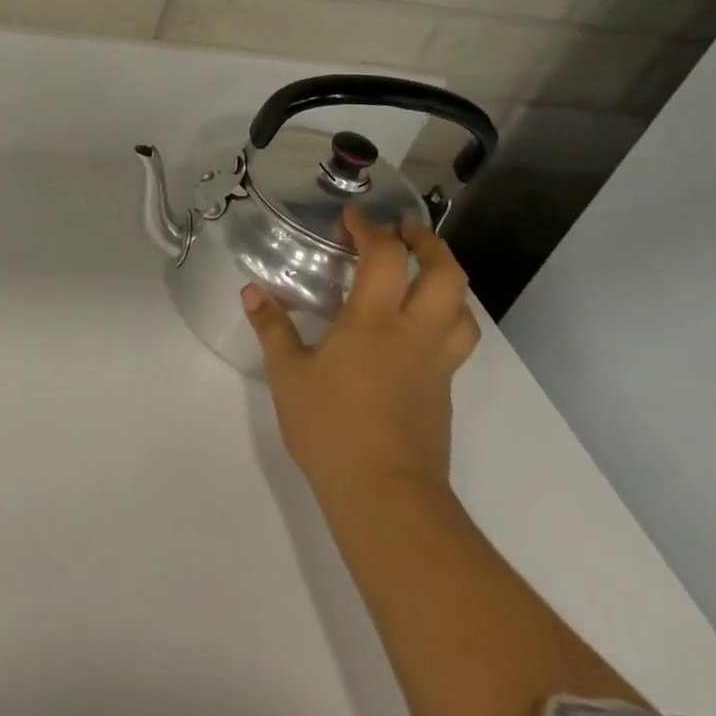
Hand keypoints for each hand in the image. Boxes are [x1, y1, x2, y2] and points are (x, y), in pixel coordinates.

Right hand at [244, 209, 478, 503]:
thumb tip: (252, 291)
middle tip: (405, 232)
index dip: (370, 229)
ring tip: (423, 276)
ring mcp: (436, 365)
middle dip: (428, 243)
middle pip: (445, 274)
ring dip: (448, 281)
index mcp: (373, 322)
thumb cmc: (331, 428)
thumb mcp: (288, 375)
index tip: (352, 218)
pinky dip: (445, 319)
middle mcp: (414, 334)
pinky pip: (456, 341)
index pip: (384, 257)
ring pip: (463, 309)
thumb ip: (272, 328)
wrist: (386, 496)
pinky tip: (416, 331)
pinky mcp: (443, 393)